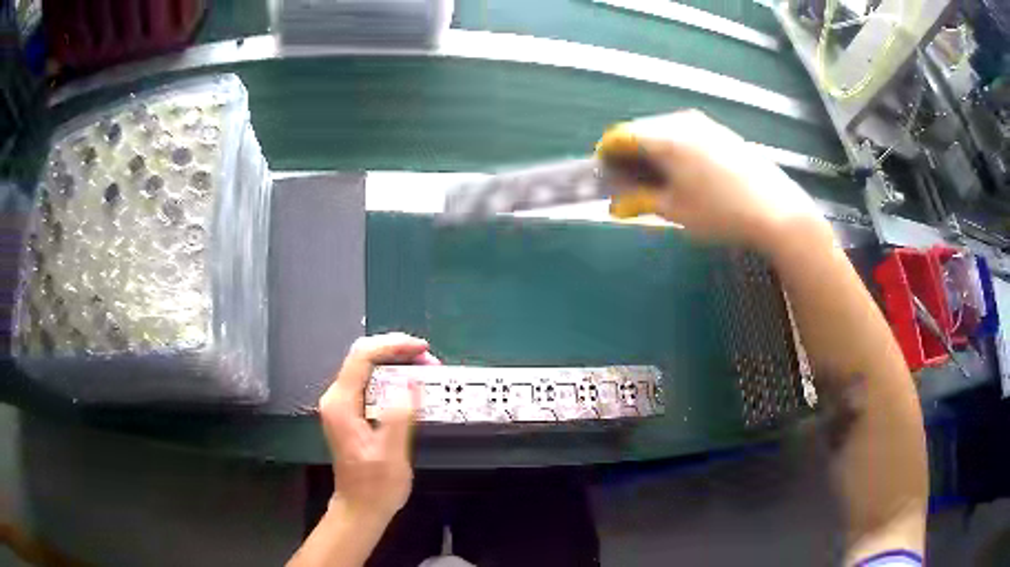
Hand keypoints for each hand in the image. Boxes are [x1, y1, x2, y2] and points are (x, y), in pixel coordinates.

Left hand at [318, 333, 438, 524]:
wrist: (360, 508)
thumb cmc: (375, 486)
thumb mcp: (391, 453)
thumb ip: (399, 415)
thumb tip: (411, 381)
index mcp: (341, 403)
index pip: (363, 356)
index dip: (393, 345)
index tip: (423, 349)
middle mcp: (337, 397)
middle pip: (363, 357)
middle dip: (397, 351)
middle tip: (429, 361)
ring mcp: (342, 404)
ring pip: (367, 367)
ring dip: (397, 363)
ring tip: (425, 370)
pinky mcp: (351, 412)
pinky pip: (370, 382)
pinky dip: (392, 377)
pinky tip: (411, 384)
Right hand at [603, 111, 824, 253]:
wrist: (776, 211)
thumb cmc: (721, 213)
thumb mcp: (676, 211)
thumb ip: (640, 202)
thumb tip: (615, 205)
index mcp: (666, 137)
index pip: (620, 135)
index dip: (607, 156)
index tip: (605, 179)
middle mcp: (682, 121)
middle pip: (641, 131)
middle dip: (629, 156)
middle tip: (630, 187)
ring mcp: (705, 124)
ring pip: (664, 132)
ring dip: (652, 154)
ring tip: (658, 184)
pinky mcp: (721, 133)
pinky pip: (685, 135)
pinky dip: (674, 152)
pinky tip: (685, 176)